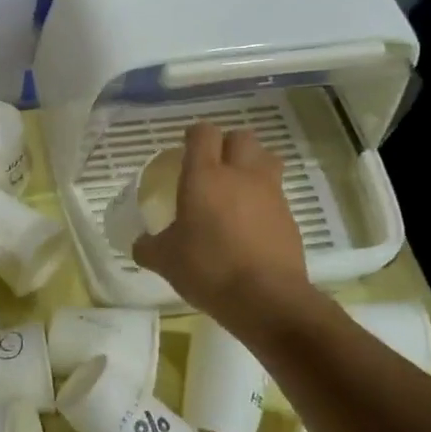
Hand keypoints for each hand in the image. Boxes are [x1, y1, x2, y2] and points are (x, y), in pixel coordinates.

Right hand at [132, 122, 312, 327]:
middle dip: (227, 144)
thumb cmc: (208, 268)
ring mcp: (270, 194)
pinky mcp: (289, 217)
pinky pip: (277, 194)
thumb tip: (140, 243)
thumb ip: (148, 246)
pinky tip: (251, 223)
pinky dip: (264, 199)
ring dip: (253, 165)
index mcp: (204, 176)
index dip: (194, 135)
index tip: (185, 148)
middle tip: (213, 165)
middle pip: (241, 137)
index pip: (203, 133)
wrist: (267, 298)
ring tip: (237, 188)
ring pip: (267, 159)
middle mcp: (240, 175)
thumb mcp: (164, 260)